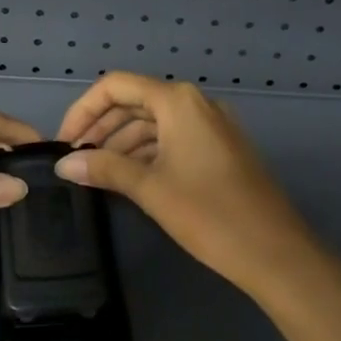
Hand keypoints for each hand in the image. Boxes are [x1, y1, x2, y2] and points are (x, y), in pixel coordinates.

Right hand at [55, 72, 329, 299]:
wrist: (277, 253)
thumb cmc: (210, 214)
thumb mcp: (150, 189)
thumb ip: (104, 169)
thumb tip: (63, 164)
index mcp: (178, 101)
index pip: (116, 86)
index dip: (84, 109)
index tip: (64, 141)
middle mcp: (196, 103)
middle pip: (135, 101)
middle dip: (101, 127)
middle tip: (75, 159)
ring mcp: (212, 126)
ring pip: (154, 122)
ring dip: (122, 142)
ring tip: (95, 172)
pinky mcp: (220, 149)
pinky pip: (173, 138)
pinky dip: (146, 152)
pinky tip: (128, 177)